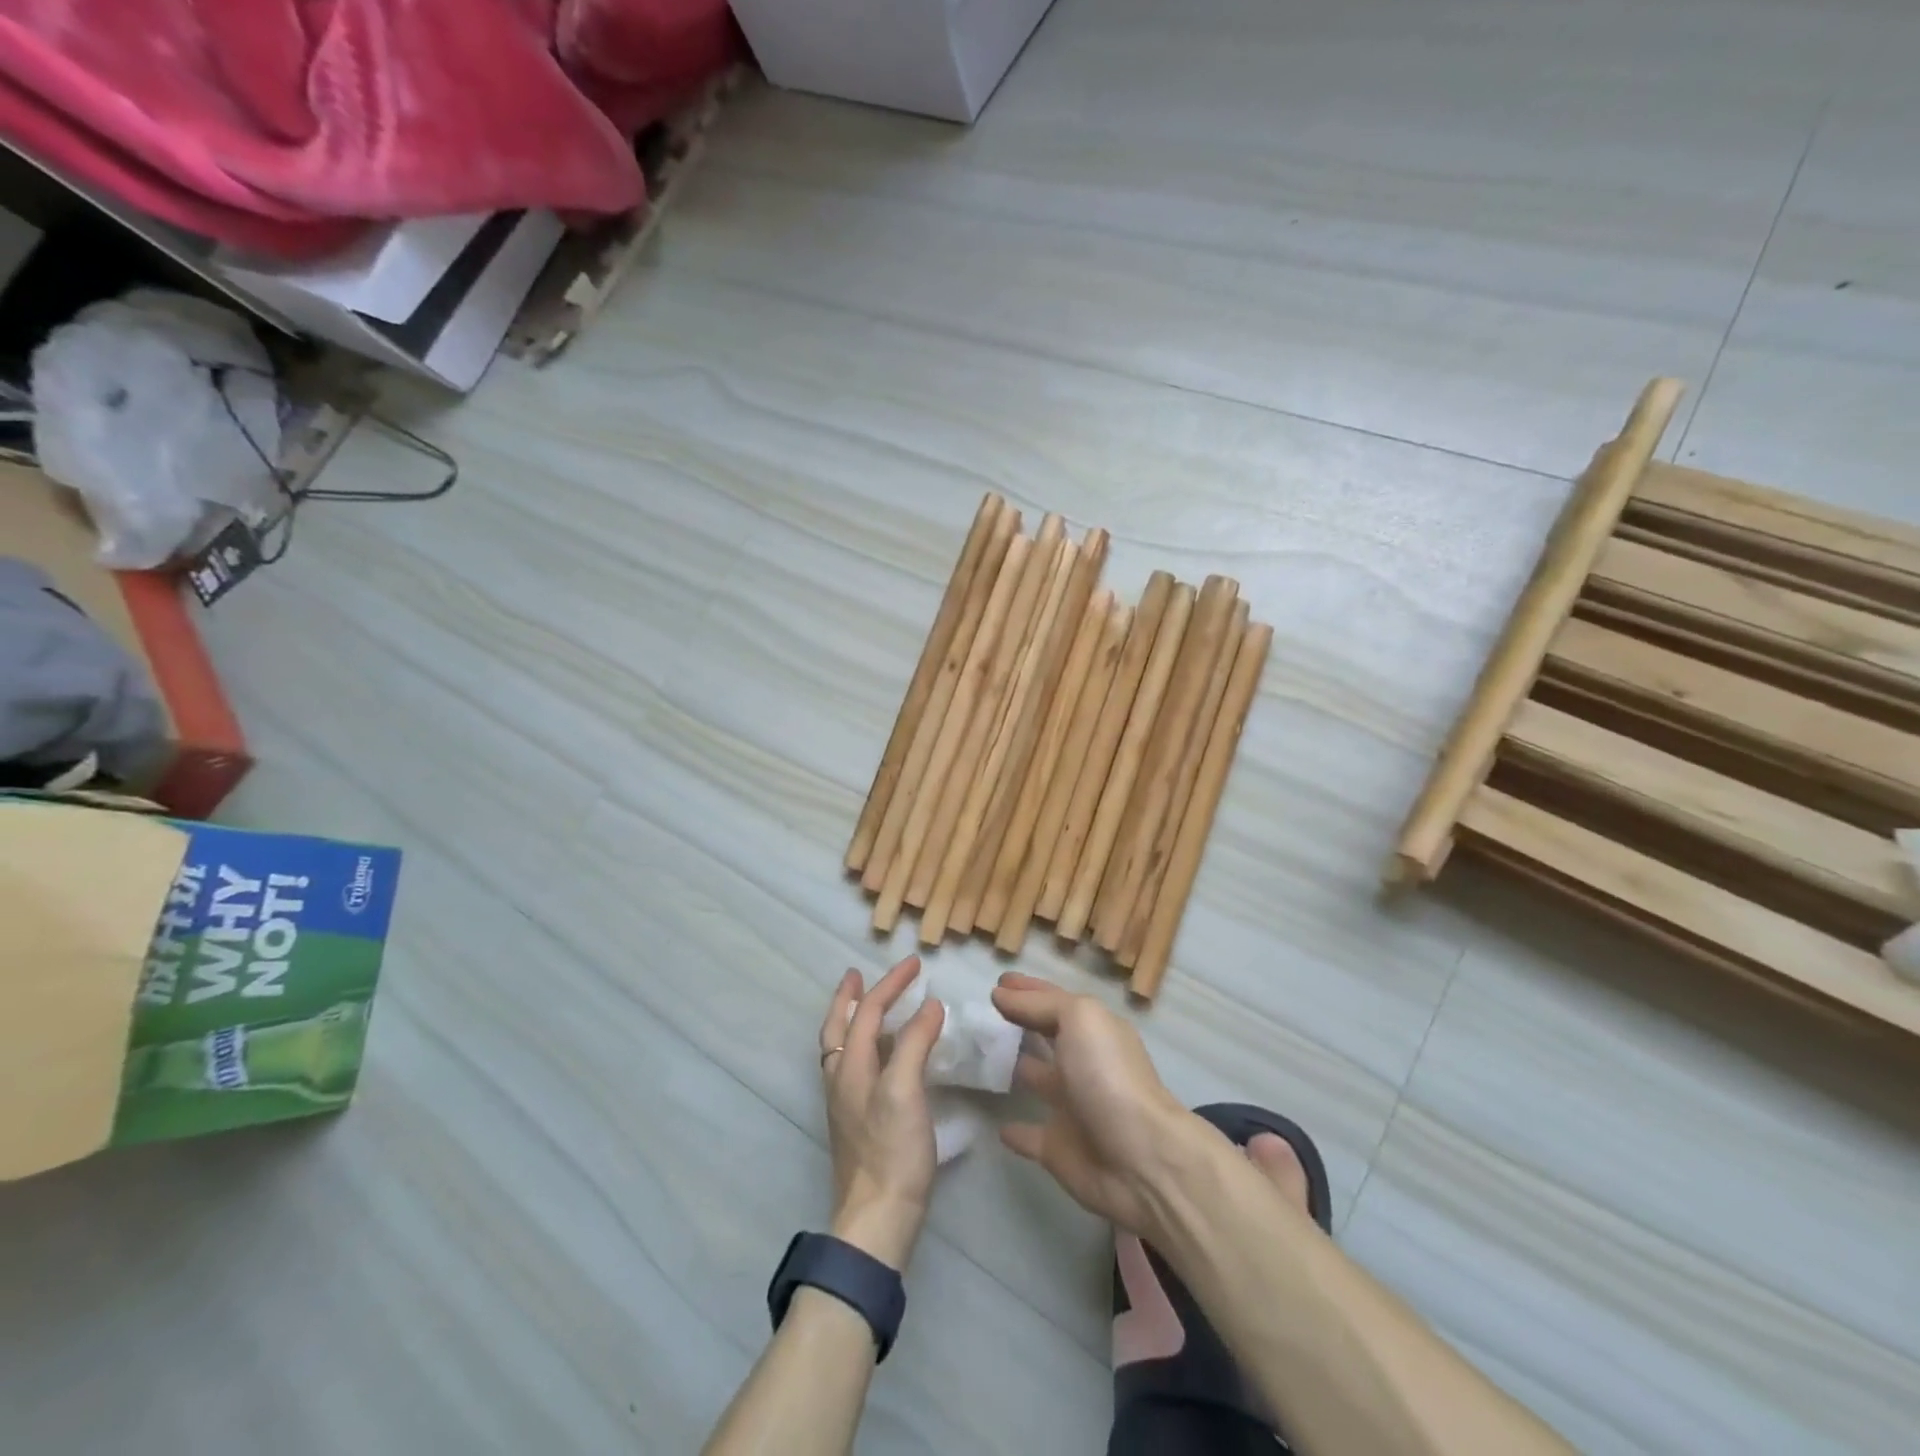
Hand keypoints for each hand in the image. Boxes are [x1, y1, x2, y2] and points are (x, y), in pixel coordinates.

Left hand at [818, 956, 945, 1269]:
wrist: (877, 1218)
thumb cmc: (892, 1150)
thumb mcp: (905, 1090)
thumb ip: (915, 1043)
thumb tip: (930, 1005)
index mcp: (850, 1066)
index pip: (869, 1011)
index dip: (892, 984)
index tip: (917, 964)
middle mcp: (841, 1079)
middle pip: (839, 1026)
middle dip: (849, 997)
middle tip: (858, 974)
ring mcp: (846, 1102)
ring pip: (843, 1046)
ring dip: (854, 1018)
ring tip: (870, 1005)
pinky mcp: (857, 1121)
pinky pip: (855, 1065)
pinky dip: (866, 1044)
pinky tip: (885, 1055)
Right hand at [992, 972, 1194, 1237]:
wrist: (1139, 1159)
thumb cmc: (1108, 1076)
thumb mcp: (1080, 1019)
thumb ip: (1040, 1004)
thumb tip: (1001, 995)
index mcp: (1094, 1031)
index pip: (1054, 1001)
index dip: (1027, 990)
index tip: (997, 982)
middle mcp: (1083, 1063)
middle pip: (1046, 1036)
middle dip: (1019, 1023)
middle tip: (981, 1015)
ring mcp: (1071, 1106)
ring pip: (1035, 1079)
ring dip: (1012, 1068)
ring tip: (978, 1055)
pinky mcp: (1058, 1147)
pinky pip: (1029, 1134)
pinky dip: (1013, 1130)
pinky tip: (995, 1124)